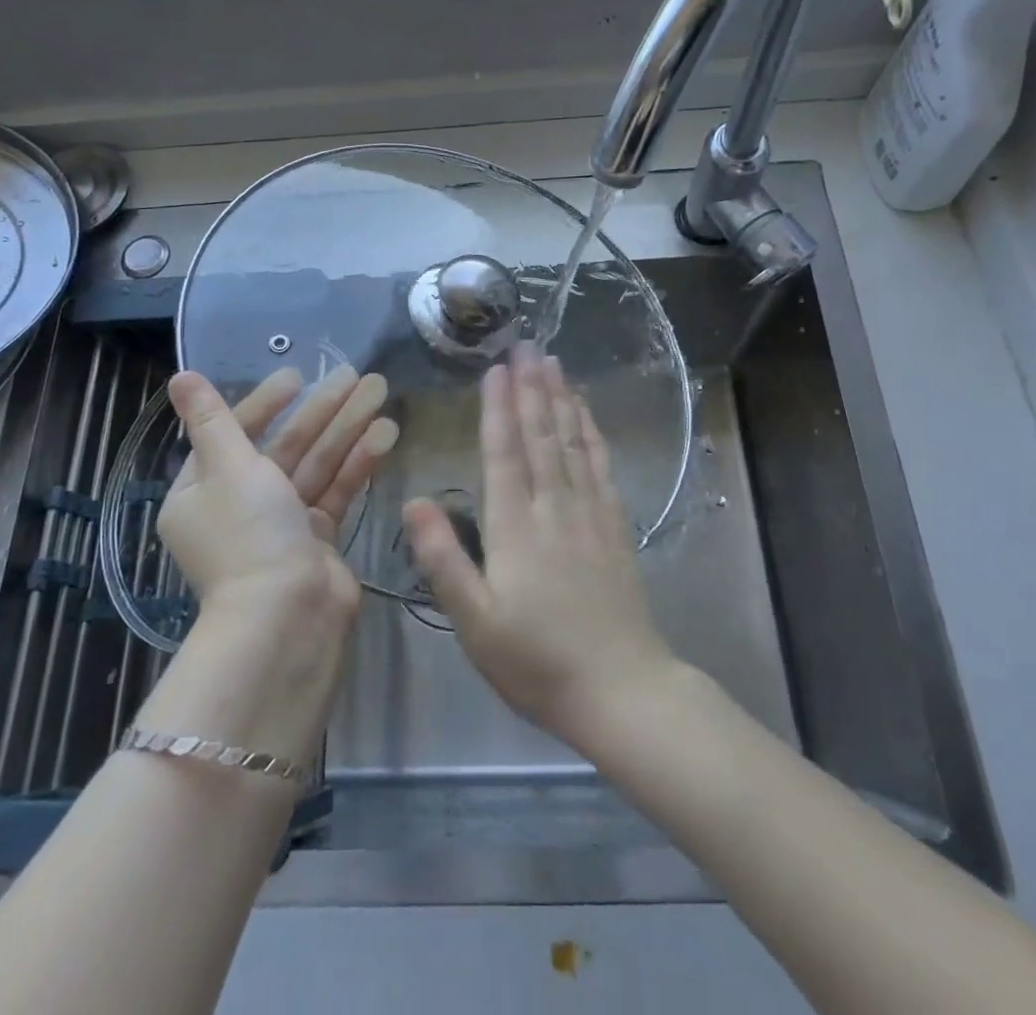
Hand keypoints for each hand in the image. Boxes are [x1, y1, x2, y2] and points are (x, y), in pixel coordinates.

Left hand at [158, 365, 394, 624]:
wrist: (287, 618)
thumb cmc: (249, 534)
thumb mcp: (227, 466)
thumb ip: (212, 419)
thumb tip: (180, 376)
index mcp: (203, 490)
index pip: (236, 433)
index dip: (266, 402)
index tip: (297, 377)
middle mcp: (240, 505)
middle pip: (284, 446)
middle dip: (321, 410)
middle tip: (356, 374)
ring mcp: (281, 524)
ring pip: (316, 464)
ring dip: (347, 428)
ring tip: (380, 390)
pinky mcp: (317, 540)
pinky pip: (336, 491)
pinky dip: (358, 463)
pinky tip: (386, 433)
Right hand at [404, 346, 676, 748]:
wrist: (622, 690)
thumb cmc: (537, 662)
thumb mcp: (475, 623)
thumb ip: (444, 560)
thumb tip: (413, 503)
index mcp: (515, 527)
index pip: (503, 453)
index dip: (498, 408)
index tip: (496, 369)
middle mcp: (554, 508)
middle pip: (540, 436)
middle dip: (531, 388)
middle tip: (526, 345)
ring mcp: (589, 514)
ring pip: (571, 443)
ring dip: (560, 399)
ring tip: (552, 362)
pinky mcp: (615, 526)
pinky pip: (600, 466)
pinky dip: (591, 433)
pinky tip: (586, 413)